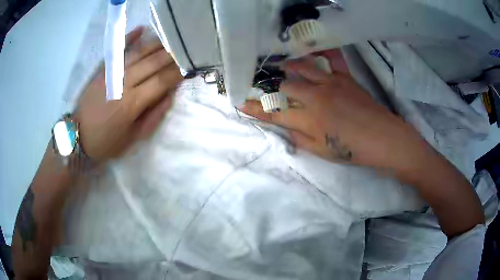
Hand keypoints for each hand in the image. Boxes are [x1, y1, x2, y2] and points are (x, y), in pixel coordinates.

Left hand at [74, 27, 182, 163]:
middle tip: (184, 50)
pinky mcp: (102, 70)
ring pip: (139, 53)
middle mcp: (123, 83)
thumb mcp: (133, 139)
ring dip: (157, 44)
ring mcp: (111, 73)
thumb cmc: (106, 142)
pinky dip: (130, 38)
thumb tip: (169, 95)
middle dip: (171, 55)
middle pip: (152, 63)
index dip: (177, 73)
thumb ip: (153, 117)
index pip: (161, 81)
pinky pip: (118, 50)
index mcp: (132, 104)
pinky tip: (142, 29)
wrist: (77, 136)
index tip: (189, 67)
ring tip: (170, 40)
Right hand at [240, 50, 428, 173]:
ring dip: (289, 66)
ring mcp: (331, 84)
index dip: (255, 109)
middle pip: (285, 87)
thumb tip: (286, 128)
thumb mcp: (322, 151)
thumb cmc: (353, 149)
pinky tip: (314, 51)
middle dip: (270, 87)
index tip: (240, 103)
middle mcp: (316, 97)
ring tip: (282, 65)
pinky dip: (321, 53)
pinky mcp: (345, 77)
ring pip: (303, 67)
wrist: (383, 138)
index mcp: (310, 119)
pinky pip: (331, 59)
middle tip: (263, 85)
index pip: (275, 114)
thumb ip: (300, 139)